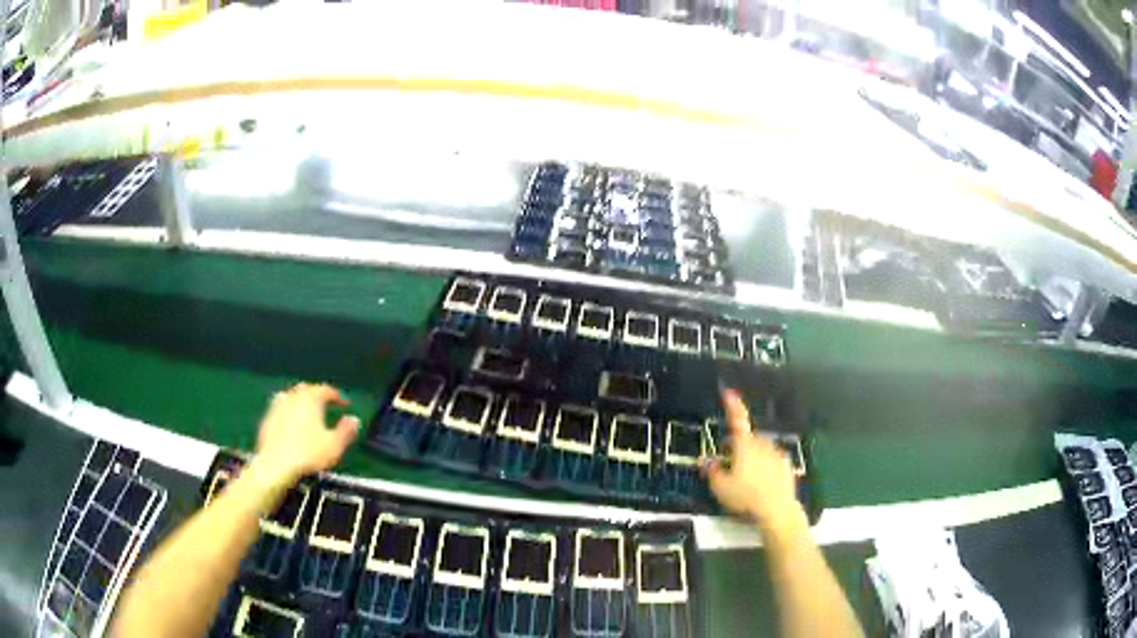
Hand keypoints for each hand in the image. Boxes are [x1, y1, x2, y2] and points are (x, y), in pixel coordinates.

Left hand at [252, 383, 359, 485]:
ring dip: (301, 400)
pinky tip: (290, 422)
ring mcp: (278, 406)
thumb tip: (354, 419)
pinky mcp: (267, 419)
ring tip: (307, 411)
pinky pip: (280, 408)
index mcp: (311, 399)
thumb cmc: (308, 454)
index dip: (337, 396)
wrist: (276, 465)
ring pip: (291, 396)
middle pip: (306, 389)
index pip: (326, 390)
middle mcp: (293, 397)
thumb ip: (346, 430)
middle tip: (326, 404)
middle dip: (317, 394)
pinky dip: (288, 411)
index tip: (345, 404)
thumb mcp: (335, 445)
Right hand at [702, 389, 804, 534]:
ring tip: (744, 479)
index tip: (728, 392)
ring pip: (760, 450)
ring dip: (752, 458)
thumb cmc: (746, 497)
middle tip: (728, 464)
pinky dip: (765, 467)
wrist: (777, 510)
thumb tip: (704, 461)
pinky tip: (761, 484)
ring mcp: (776, 454)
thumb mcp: (720, 487)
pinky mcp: (787, 466)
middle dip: (738, 447)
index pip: (737, 419)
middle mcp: (762, 445)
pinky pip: (772, 461)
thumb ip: (712, 471)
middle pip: (747, 439)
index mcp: (745, 445)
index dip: (732, 405)